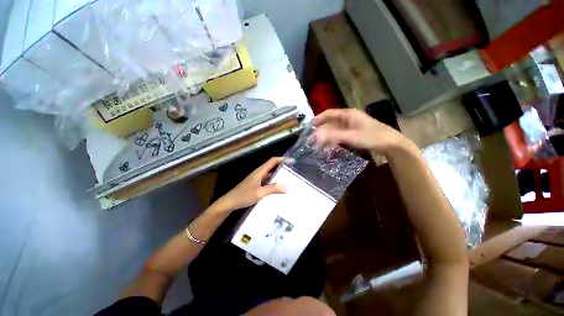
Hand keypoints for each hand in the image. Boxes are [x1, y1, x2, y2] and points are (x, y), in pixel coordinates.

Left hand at [214, 157, 286, 212]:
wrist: (230, 202)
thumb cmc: (244, 195)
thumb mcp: (260, 192)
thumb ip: (273, 189)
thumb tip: (286, 187)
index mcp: (260, 171)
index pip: (272, 161)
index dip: (281, 159)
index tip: (291, 161)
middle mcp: (259, 173)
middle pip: (272, 166)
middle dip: (282, 167)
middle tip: (292, 171)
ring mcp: (257, 179)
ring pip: (269, 174)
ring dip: (278, 176)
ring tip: (288, 180)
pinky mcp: (255, 184)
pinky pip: (267, 181)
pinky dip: (273, 182)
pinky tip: (278, 188)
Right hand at [312, 108, 408, 154]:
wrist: (390, 144)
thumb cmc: (372, 137)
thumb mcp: (351, 136)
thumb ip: (333, 136)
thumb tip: (316, 136)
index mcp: (348, 115)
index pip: (330, 113)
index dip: (319, 118)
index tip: (310, 125)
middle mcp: (348, 119)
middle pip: (330, 123)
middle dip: (320, 131)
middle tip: (311, 140)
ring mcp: (351, 127)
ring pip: (334, 131)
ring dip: (325, 137)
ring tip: (317, 145)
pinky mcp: (353, 135)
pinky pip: (339, 137)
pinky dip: (332, 141)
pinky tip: (328, 147)